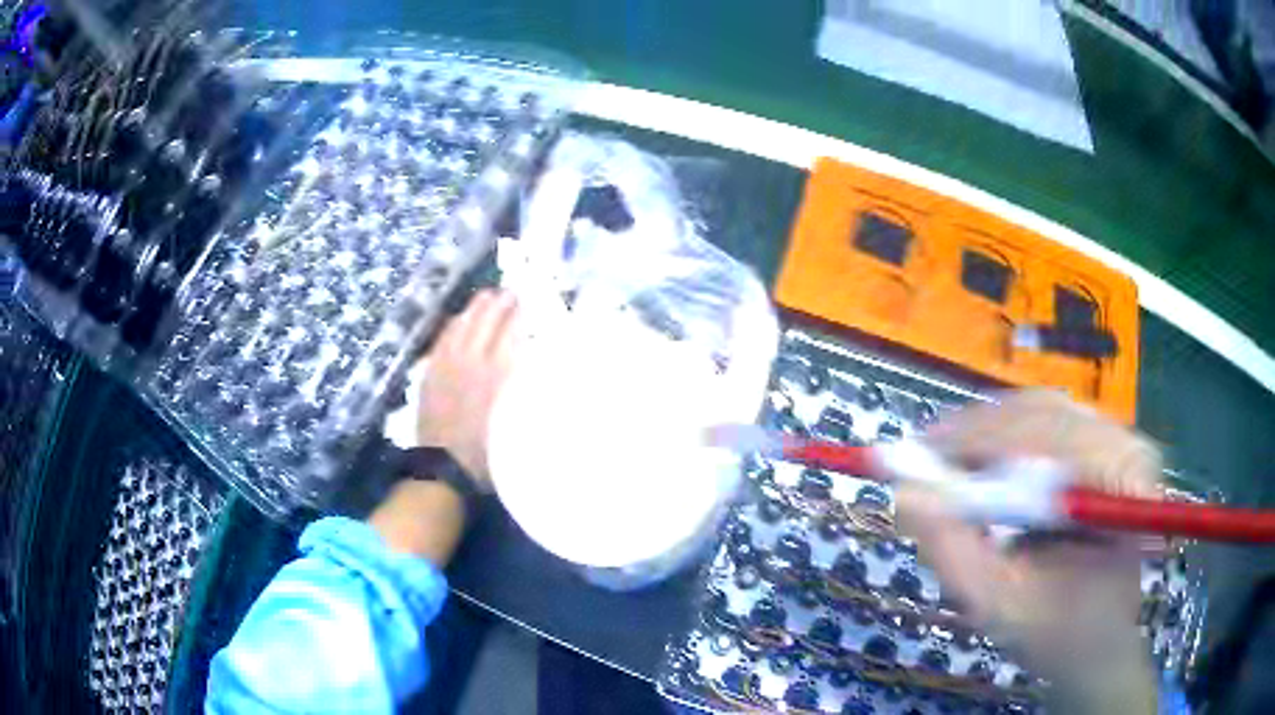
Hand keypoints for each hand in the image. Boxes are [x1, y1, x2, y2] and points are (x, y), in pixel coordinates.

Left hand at [417, 289, 519, 487]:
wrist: (443, 469)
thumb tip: (539, 375)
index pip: (509, 333)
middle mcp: (471, 363)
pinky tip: (459, 319)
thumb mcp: (514, 428)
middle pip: (485, 323)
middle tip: (511, 292)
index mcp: (495, 376)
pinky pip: (442, 339)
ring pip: (462, 326)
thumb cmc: (486, 454)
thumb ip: (523, 397)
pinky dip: (454, 325)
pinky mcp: (431, 373)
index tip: (529, 300)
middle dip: (499, 303)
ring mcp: (446, 366)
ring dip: (475, 309)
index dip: (519, 314)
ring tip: (487, 297)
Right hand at [897, 390, 1160, 710]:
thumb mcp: (999, 604)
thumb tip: (906, 493)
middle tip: (925, 462)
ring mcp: (1117, 437)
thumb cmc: (1057, 633)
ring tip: (948, 466)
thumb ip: (956, 552)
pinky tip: (983, 466)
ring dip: (988, 434)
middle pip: (1041, 413)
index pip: (1047, 437)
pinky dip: (1007, 438)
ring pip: (1041, 410)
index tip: (917, 456)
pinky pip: (1049, 420)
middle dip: (978, 434)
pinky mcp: (1105, 442)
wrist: (1101, 638)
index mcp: (1120, 483)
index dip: (980, 441)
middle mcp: (1125, 443)